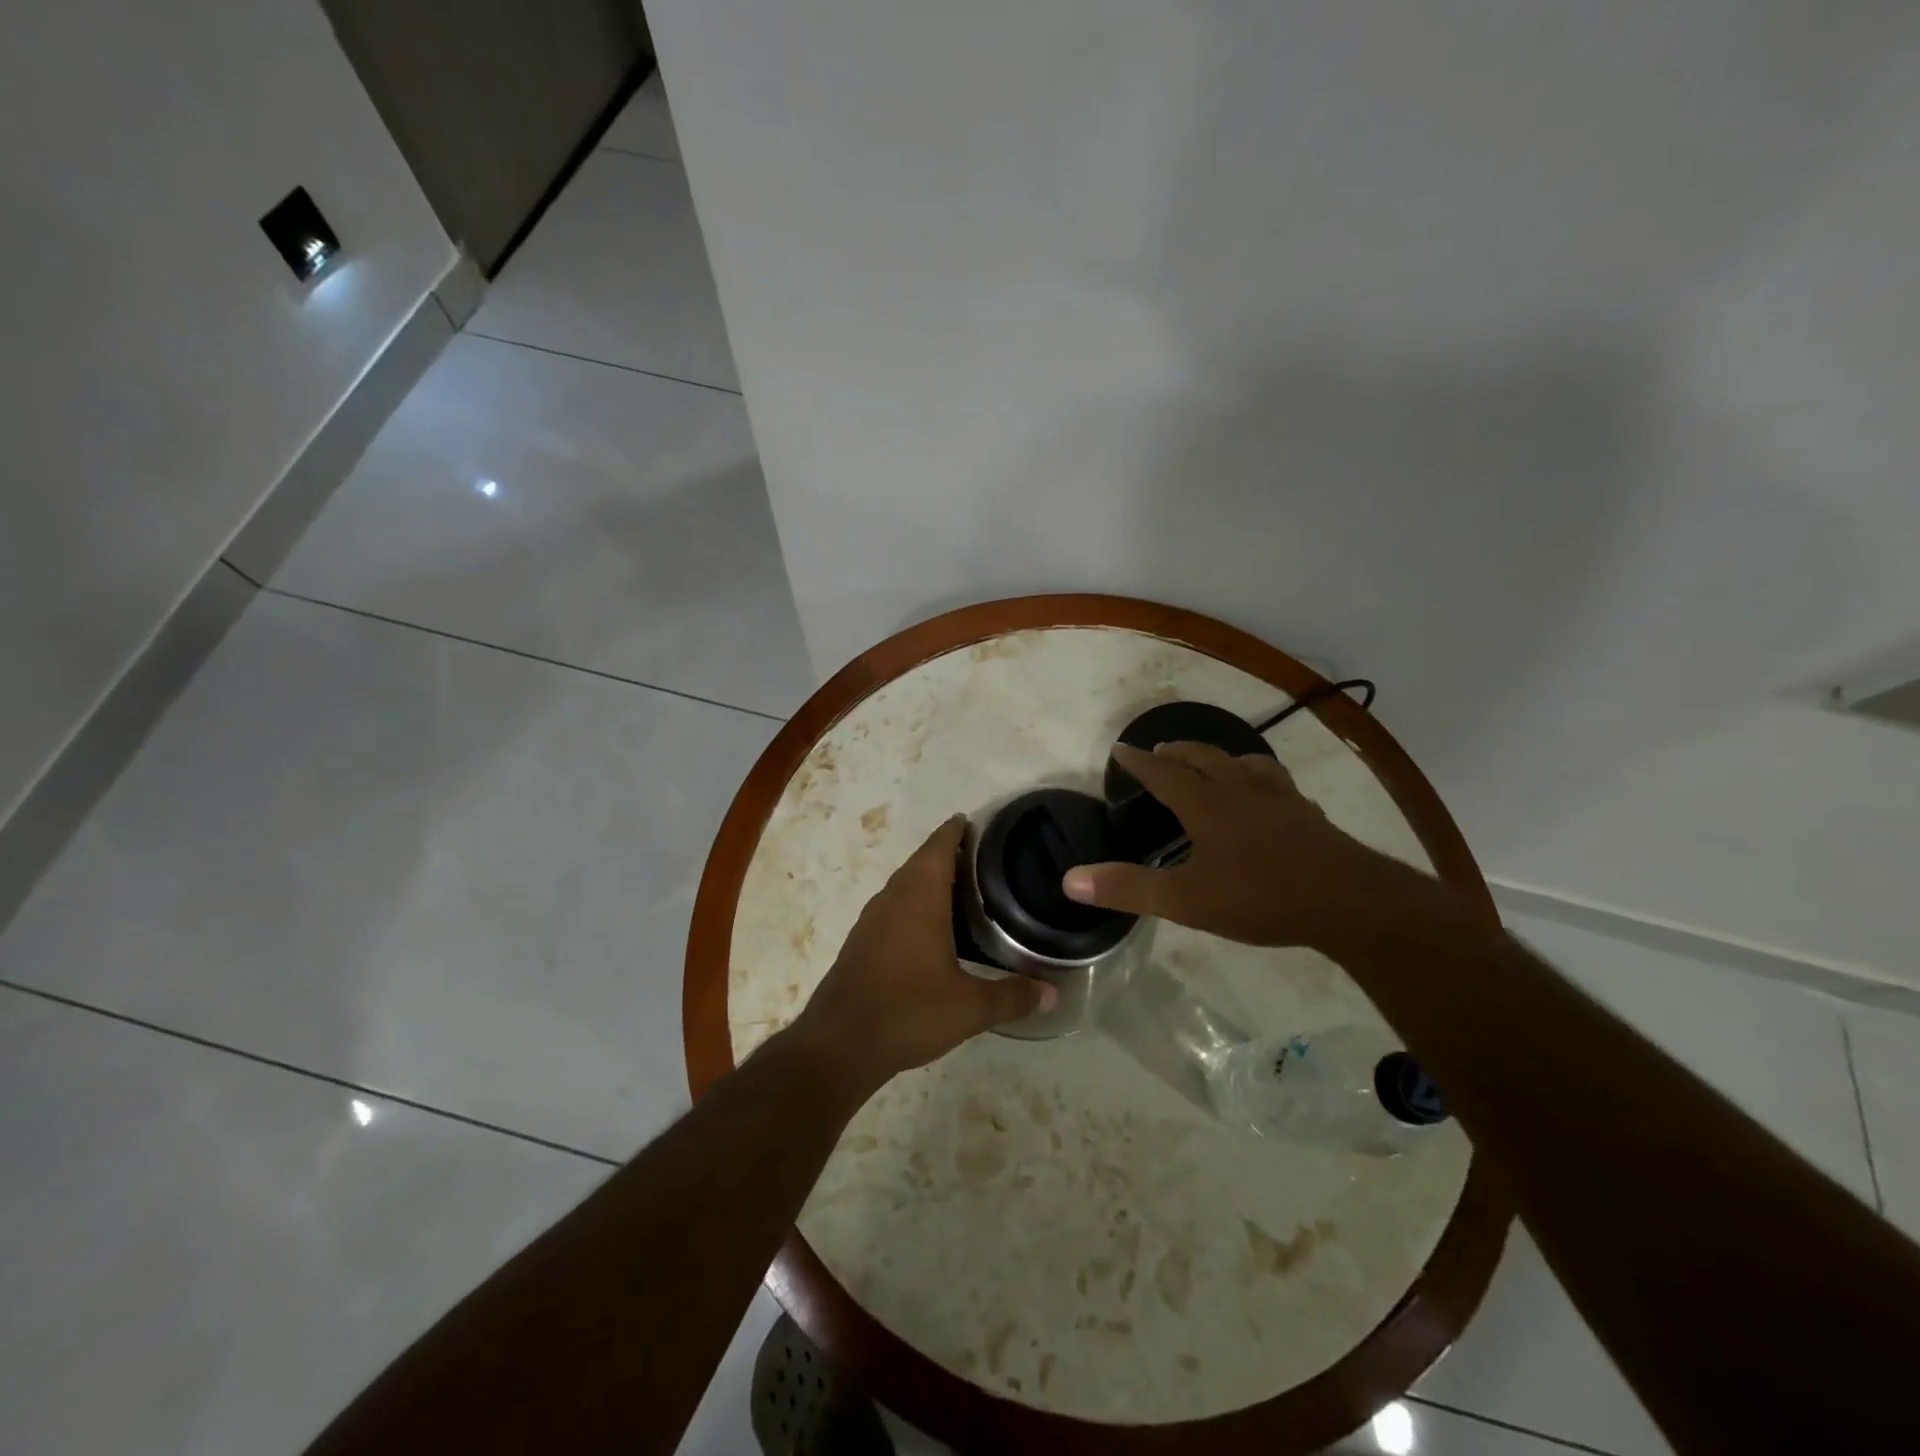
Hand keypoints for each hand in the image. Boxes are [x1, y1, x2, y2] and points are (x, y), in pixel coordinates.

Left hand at [794, 816, 1054, 1093]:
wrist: (840, 1044)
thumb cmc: (908, 1012)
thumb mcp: (969, 1008)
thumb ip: (1013, 996)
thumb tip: (1053, 993)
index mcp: (919, 897)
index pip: (939, 846)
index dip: (956, 830)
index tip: (976, 822)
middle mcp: (893, 898)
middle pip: (921, 861)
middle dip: (947, 852)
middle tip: (983, 857)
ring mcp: (872, 919)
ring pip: (904, 884)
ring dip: (929, 877)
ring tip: (963, 887)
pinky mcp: (862, 941)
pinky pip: (893, 906)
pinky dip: (914, 902)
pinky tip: (931, 926)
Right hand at [1063, 741, 1423, 949]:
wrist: (1349, 902)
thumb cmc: (1261, 896)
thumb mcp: (1186, 900)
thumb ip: (1128, 888)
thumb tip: (1070, 879)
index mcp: (1207, 805)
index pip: (1164, 773)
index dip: (1140, 762)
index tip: (1121, 748)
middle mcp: (1242, 791)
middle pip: (1205, 759)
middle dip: (1179, 753)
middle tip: (1162, 750)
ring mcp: (1280, 800)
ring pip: (1246, 764)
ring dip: (1222, 758)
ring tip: (1216, 762)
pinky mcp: (1308, 816)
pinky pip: (1279, 786)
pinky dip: (1262, 781)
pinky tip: (1271, 798)